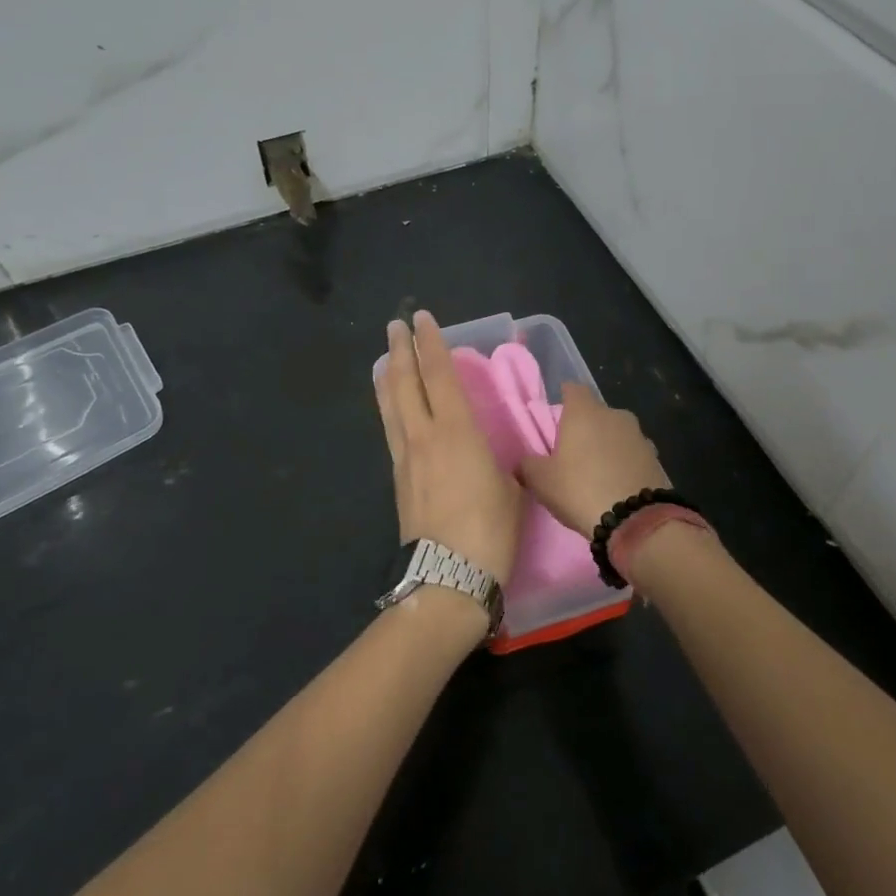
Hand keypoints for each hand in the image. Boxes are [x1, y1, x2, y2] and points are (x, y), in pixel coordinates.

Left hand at [374, 312, 521, 587]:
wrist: (447, 576)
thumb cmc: (490, 530)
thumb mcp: (509, 486)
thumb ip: (497, 460)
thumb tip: (489, 455)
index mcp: (456, 431)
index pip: (440, 374)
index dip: (431, 343)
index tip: (423, 319)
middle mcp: (424, 435)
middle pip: (407, 383)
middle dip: (402, 350)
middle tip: (396, 326)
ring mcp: (406, 457)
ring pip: (391, 405)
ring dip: (389, 376)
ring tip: (386, 357)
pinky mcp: (399, 478)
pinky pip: (391, 429)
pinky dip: (389, 407)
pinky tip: (391, 406)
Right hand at [518, 383, 670, 535]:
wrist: (636, 520)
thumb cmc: (580, 489)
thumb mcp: (541, 480)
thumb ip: (528, 465)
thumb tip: (524, 463)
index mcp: (584, 412)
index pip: (573, 389)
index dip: (564, 399)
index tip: (558, 415)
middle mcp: (614, 415)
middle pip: (596, 413)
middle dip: (586, 426)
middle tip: (573, 451)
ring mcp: (639, 436)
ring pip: (617, 433)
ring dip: (608, 445)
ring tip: (597, 471)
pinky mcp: (656, 458)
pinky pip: (633, 454)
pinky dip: (625, 462)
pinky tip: (618, 484)